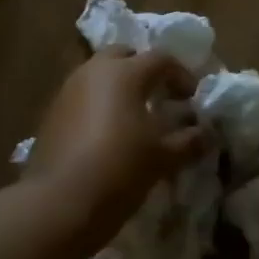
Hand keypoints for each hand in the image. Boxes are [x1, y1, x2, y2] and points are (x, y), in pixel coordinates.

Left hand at [25, 48, 205, 238]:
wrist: (59, 203)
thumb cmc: (120, 169)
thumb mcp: (163, 157)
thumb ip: (189, 141)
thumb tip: (207, 134)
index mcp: (126, 72)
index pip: (161, 59)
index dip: (181, 75)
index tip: (192, 99)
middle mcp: (95, 71)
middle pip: (124, 55)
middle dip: (143, 69)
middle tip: (158, 95)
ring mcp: (68, 90)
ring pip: (98, 74)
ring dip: (118, 86)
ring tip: (133, 116)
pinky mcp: (51, 114)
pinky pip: (82, 96)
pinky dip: (98, 104)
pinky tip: (106, 134)